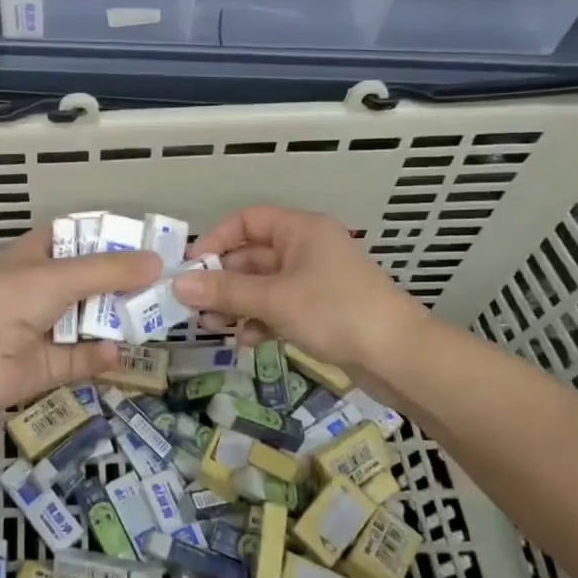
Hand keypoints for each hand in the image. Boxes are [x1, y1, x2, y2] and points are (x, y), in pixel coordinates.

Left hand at [0, 225, 161, 418]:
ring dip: (115, 319)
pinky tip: (119, 352)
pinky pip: (80, 357)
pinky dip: (98, 355)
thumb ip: (110, 271)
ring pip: (87, 320)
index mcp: (33, 256)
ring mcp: (41, 328)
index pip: (72, 236)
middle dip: (120, 282)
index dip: (104, 236)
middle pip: (87, 280)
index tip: (141, 240)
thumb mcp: (62, 276)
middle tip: (160, 282)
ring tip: (154, 315)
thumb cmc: (10, 301)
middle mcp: (38, 288)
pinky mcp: (47, 365)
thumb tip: (158, 262)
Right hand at [174, 206, 427, 374]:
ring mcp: (314, 280)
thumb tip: (177, 285)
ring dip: (236, 303)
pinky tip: (246, 340)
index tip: (191, 266)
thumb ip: (225, 291)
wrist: (400, 356)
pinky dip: (259, 319)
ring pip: (262, 284)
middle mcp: (306, 249)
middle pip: (251, 255)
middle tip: (192, 304)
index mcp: (300, 231)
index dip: (216, 239)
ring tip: (211, 326)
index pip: (247, 220)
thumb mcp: (275, 299)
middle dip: (222, 280)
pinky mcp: (320, 310)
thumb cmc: (336, 312)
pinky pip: (278, 306)